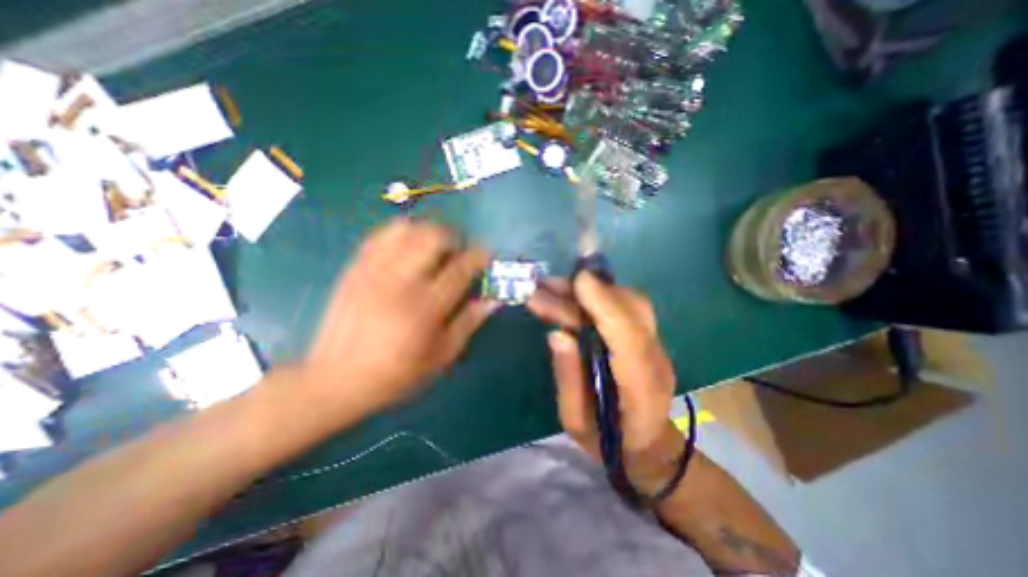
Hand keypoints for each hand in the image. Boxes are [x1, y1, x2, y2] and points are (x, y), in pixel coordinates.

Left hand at [299, 218, 496, 416]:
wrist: (335, 380)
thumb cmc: (397, 373)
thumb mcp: (442, 356)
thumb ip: (469, 322)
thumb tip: (493, 299)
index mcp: (425, 307)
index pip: (461, 267)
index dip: (479, 256)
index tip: (487, 255)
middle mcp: (400, 281)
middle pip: (433, 237)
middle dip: (454, 237)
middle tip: (459, 252)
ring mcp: (374, 271)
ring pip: (407, 229)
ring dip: (428, 231)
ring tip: (434, 247)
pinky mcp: (355, 269)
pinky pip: (381, 235)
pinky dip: (401, 233)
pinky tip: (407, 247)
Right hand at [526, 272, 685, 493]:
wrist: (648, 446)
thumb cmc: (608, 441)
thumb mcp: (576, 421)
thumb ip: (568, 377)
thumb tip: (557, 334)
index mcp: (640, 389)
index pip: (628, 338)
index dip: (605, 304)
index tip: (578, 280)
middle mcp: (656, 359)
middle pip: (633, 310)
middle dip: (590, 291)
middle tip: (548, 284)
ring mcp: (657, 345)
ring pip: (632, 302)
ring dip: (594, 288)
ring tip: (555, 285)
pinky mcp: (649, 337)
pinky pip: (628, 306)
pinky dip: (601, 293)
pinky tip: (574, 292)